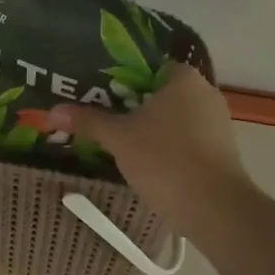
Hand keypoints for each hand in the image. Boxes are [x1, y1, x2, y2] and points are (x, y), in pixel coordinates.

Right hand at [48, 62, 252, 238]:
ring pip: (175, 118)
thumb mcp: (118, 138)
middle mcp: (205, 93)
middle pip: (161, 93)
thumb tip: (52, 111)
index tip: (99, 93)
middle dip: (134, 105)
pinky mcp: (222, 151)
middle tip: (103, 117)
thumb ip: (88, 121)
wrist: (214, 208)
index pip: (148, 66)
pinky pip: (188, 140)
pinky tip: (147, 163)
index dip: (122, 78)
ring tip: (120, 142)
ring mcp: (218, 123)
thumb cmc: (164, 159)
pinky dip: (168, 147)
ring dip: (151, 129)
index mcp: (183, 78)